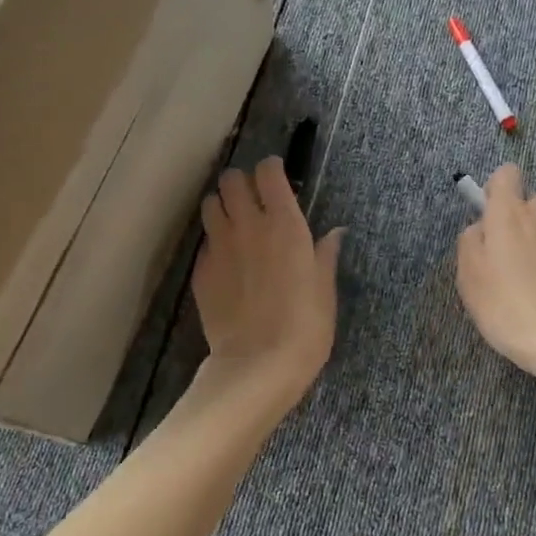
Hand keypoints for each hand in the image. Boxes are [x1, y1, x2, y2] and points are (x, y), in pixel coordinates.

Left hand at [193, 155, 343, 406]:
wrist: (258, 364)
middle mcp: (247, 225)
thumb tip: (334, 233)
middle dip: (242, 184)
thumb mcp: (325, 290)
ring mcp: (219, 247)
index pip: (269, 172)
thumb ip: (325, 256)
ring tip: (234, 225)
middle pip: (231, 180)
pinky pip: (204, 242)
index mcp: (284, 224)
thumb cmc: (305, 326)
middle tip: (254, 202)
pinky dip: (214, 243)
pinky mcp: (200, 271)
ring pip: (209, 204)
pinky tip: (227, 263)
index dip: (272, 171)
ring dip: (222, 207)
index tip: (278, 181)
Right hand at [456, 164, 535, 379]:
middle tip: (502, 265)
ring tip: (528, 288)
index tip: (488, 219)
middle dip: (514, 226)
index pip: (506, 174)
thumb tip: (481, 228)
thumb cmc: (507, 306)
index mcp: (511, 213)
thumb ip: (470, 240)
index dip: (495, 191)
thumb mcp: (468, 275)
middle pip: (526, 206)